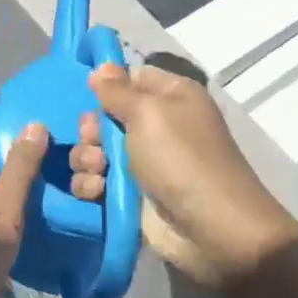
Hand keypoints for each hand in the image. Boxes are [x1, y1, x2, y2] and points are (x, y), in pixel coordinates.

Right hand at [69, 62, 297, 287]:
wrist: (211, 229)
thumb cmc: (182, 159)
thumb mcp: (149, 113)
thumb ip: (118, 90)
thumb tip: (101, 68)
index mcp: (170, 97)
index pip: (130, 78)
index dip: (107, 85)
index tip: (88, 94)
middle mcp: (156, 126)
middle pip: (105, 116)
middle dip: (91, 128)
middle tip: (95, 141)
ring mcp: (141, 163)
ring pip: (94, 150)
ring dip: (86, 158)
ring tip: (98, 170)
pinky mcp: (128, 195)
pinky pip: (95, 181)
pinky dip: (89, 185)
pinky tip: (95, 191)